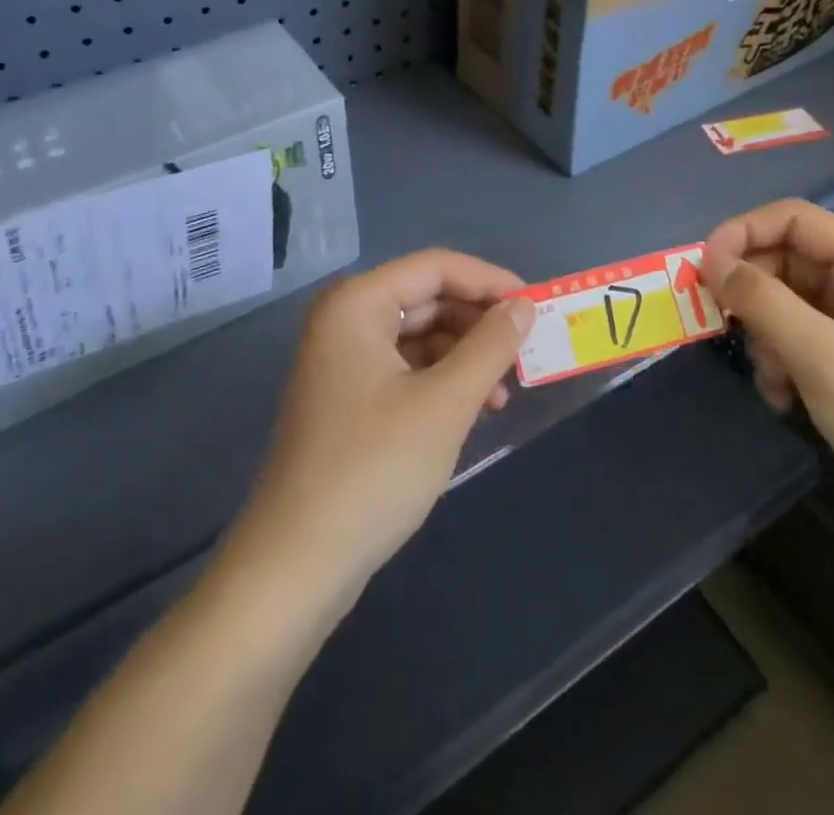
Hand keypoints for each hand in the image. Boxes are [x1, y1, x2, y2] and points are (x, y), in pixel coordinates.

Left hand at [223, 250, 534, 614]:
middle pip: (427, 298)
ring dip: (466, 356)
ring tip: (504, 393)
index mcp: (357, 304)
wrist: (297, 565)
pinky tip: (474, 410)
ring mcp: (343, 360)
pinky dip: (442, 381)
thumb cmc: (373, 470)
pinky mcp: (348, 398)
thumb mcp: (445, 403)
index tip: (536, 306)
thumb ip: (490, 346)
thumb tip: (524, 306)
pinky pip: (405, 368)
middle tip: (526, 351)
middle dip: (479, 323)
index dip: (489, 281)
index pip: (436, 267)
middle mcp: (345, 320)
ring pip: (419, 336)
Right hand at [702, 200, 833, 572]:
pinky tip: (783, 399)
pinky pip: (798, 340)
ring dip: (765, 337)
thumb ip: (760, 299)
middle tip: (725, 329)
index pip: (793, 219)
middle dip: (752, 295)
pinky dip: (780, 362)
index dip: (742, 233)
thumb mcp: (820, 354)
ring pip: (785, 304)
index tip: (701, 268)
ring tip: (771, 380)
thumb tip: (711, 261)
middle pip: (785, 260)